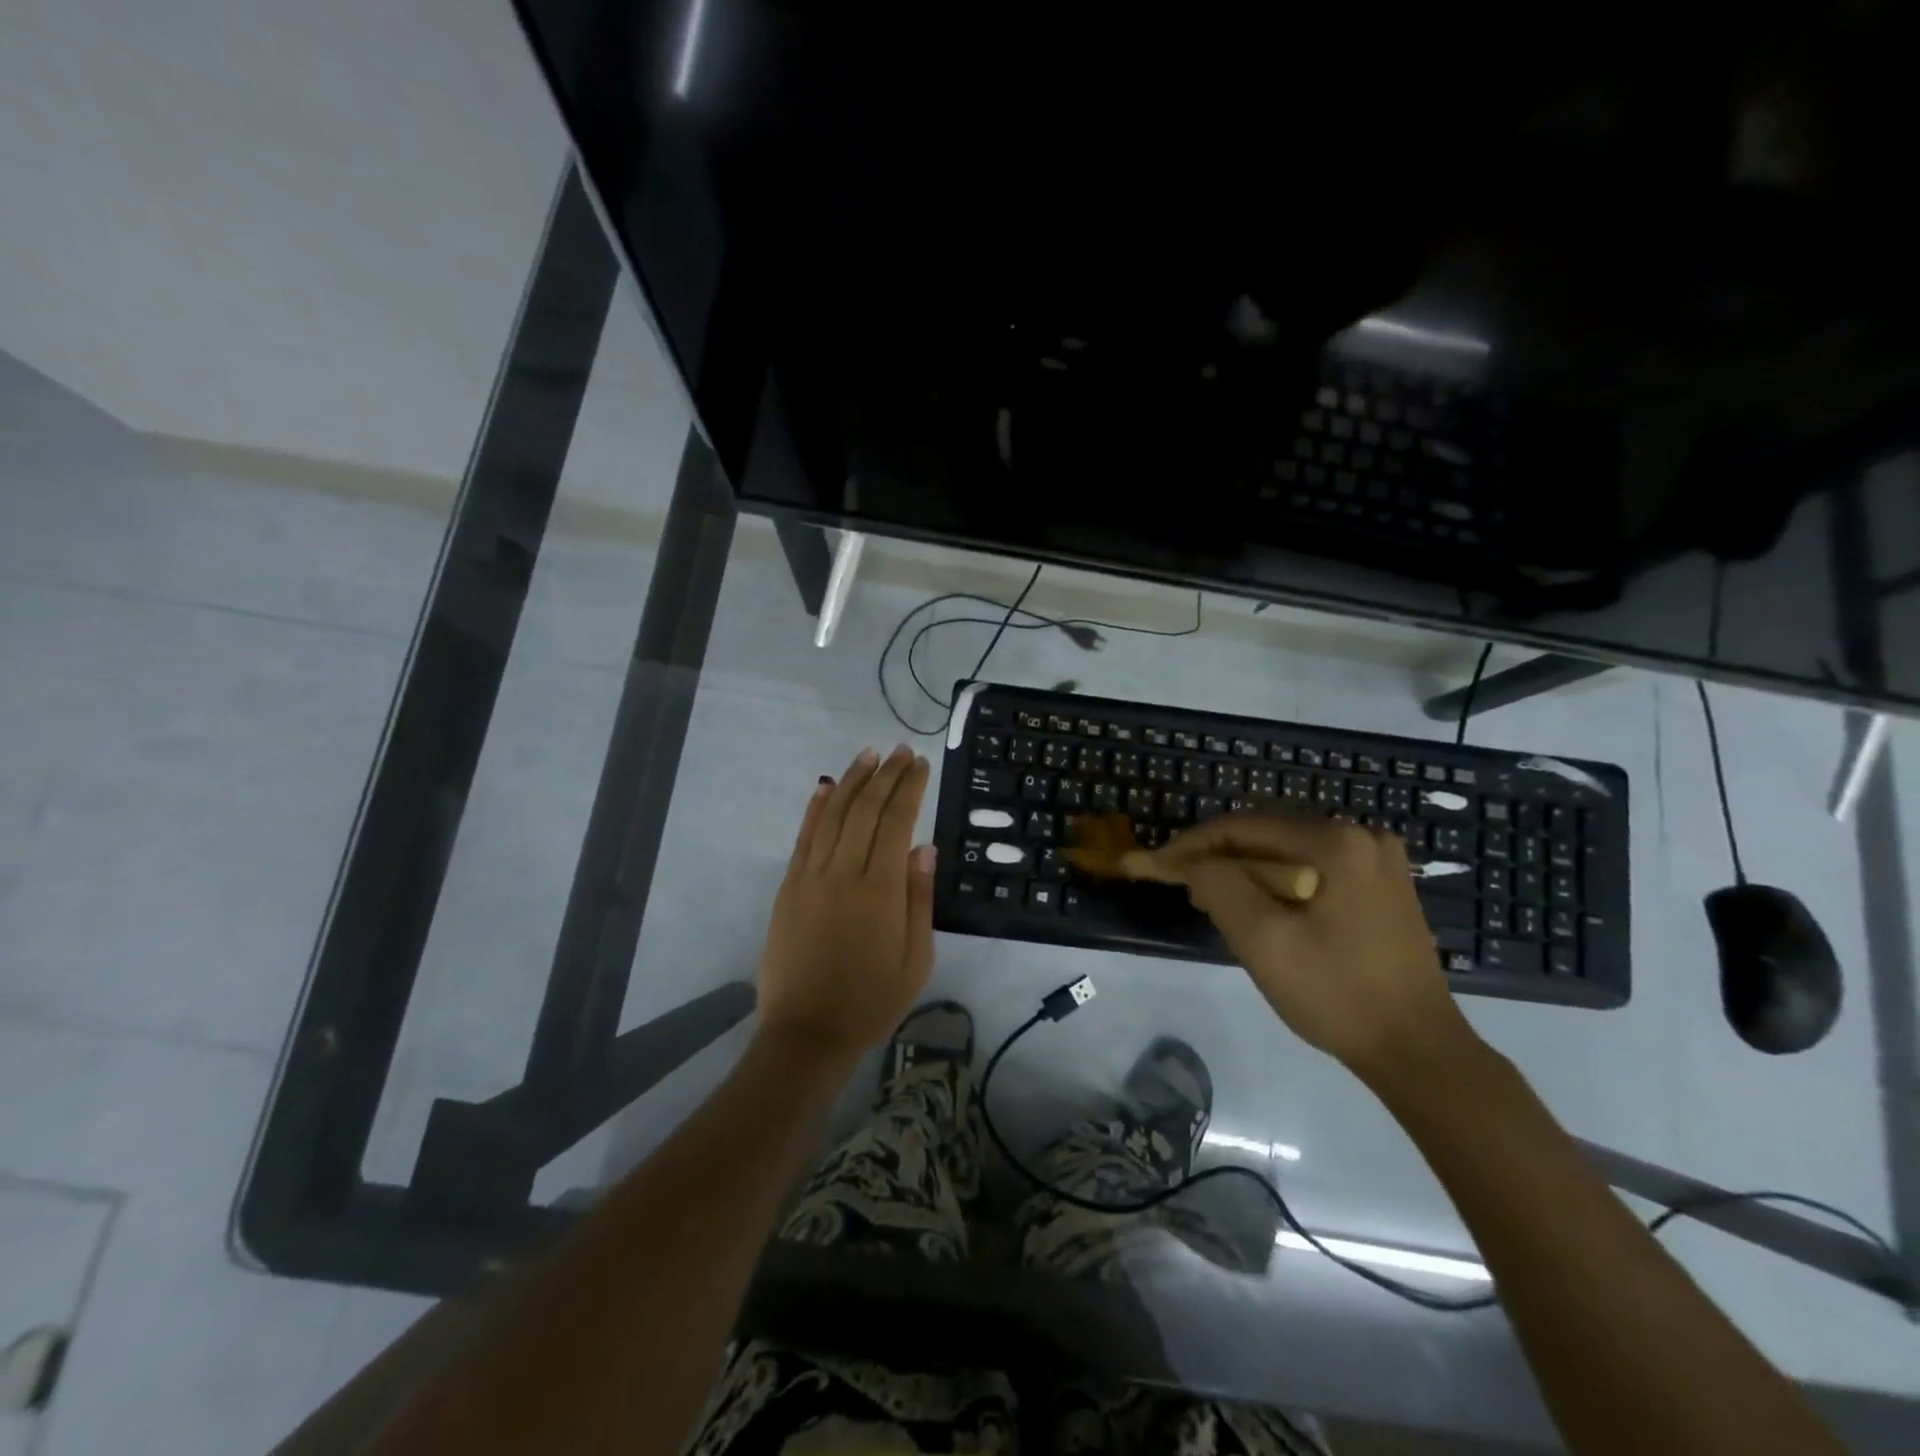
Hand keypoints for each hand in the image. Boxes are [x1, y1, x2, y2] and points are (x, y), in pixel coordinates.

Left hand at [755, 745, 936, 1068]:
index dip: (909, 788)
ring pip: (834, 815)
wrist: (807, 1032)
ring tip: (869, 755)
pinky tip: (826, 786)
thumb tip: (925, 848)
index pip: (898, 822)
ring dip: (852, 780)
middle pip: (866, 809)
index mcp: (881, 890)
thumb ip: (919, 899)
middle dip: (885, 775)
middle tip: (900, 750)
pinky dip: (816, 808)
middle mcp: (844, 872)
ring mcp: (811, 877)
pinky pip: (804, 838)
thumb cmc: (872, 1000)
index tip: (920, 764)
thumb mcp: (916, 959)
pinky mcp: (789, 887)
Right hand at [1149, 811, 1476, 1082]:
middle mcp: (1362, 835)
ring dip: (1247, 870)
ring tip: (1213, 899)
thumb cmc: (1337, 994)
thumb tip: (1197, 864)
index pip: (1245, 827)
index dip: (1193, 844)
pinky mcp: (1382, 885)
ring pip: (1289, 851)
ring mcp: (1378, 859)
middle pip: (1268, 834)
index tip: (1157, 864)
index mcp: (1336, 841)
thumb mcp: (1263, 941)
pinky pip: (1313, 867)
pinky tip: (1261, 908)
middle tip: (1182, 885)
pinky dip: (1278, 881)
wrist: (1418, 1050)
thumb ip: (1220, 887)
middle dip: (1220, 857)